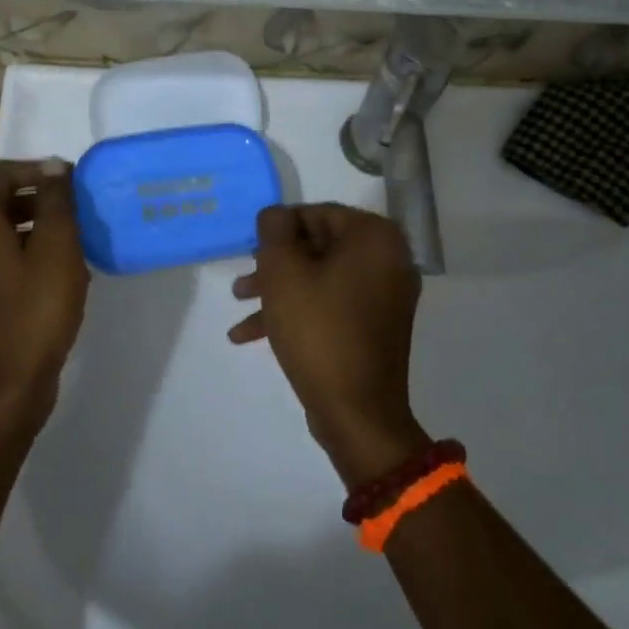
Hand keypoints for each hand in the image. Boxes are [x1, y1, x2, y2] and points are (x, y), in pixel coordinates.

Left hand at [0, 160, 89, 421]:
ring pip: (3, 231)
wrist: (8, 386)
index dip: (34, 168)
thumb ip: (55, 202)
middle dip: (37, 196)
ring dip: (37, 224)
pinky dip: (30, 252)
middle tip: (75, 207)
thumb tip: (52, 167)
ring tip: (75, 237)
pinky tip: (61, 272)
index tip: (69, 181)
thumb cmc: (36, 310)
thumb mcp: (56, 248)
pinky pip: (4, 259)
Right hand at [229, 203, 428, 485]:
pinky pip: (334, 303)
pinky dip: (300, 311)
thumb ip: (275, 231)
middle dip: (275, 264)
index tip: (250, 249)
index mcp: (374, 237)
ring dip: (280, 289)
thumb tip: (276, 215)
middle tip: (243, 281)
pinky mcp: (377, 325)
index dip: (278, 229)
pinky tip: (253, 334)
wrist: (357, 414)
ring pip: (322, 277)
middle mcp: (389, 258)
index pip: (316, 214)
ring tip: (240, 307)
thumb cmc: (319, 331)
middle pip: (319, 246)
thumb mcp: (283, 272)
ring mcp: (386, 294)